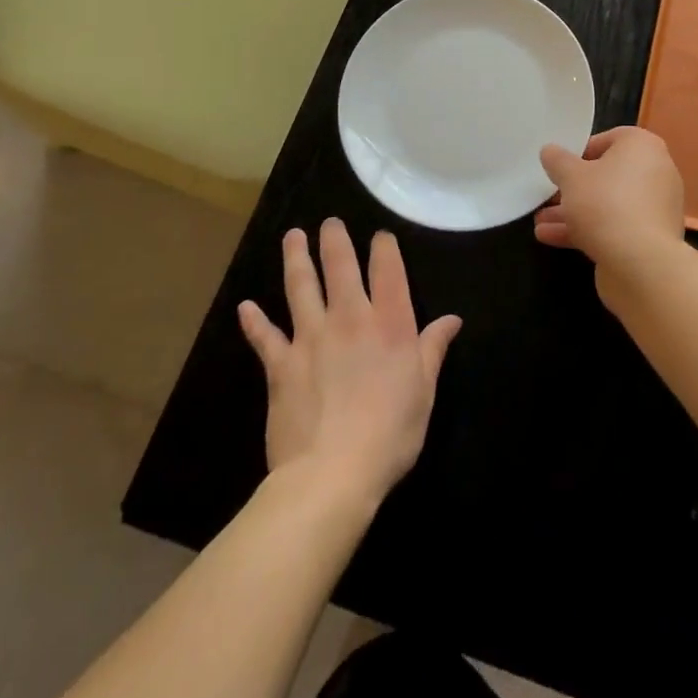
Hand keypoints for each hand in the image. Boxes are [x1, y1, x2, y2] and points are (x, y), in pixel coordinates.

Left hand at [238, 220, 461, 505]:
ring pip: (301, 286)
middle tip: (329, 223)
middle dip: (334, 239)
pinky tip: (246, 307)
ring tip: (292, 236)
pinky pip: (264, 336)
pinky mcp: (280, 364)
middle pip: (340, 266)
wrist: (331, 475)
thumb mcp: (424, 391)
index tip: (380, 236)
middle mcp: (350, 318)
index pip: (388, 269)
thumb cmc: (390, 434)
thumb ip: (433, 349)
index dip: (383, 247)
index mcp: (390, 323)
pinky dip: (254, 321)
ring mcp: (311, 337)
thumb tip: (452, 319)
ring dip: (296, 258)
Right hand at [534, 127, 687, 286]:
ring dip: (574, 212)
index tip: (560, 166)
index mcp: (643, 147)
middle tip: (548, 196)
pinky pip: (615, 226)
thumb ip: (558, 160)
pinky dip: (588, 230)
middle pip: (608, 175)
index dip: (581, 151)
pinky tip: (550, 238)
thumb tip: (549, 150)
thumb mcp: (571, 176)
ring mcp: (655, 208)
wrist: (641, 263)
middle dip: (574, 188)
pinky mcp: (650, 238)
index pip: (610, 139)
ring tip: (540, 221)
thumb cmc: (605, 203)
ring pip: (608, 204)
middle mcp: (656, 172)